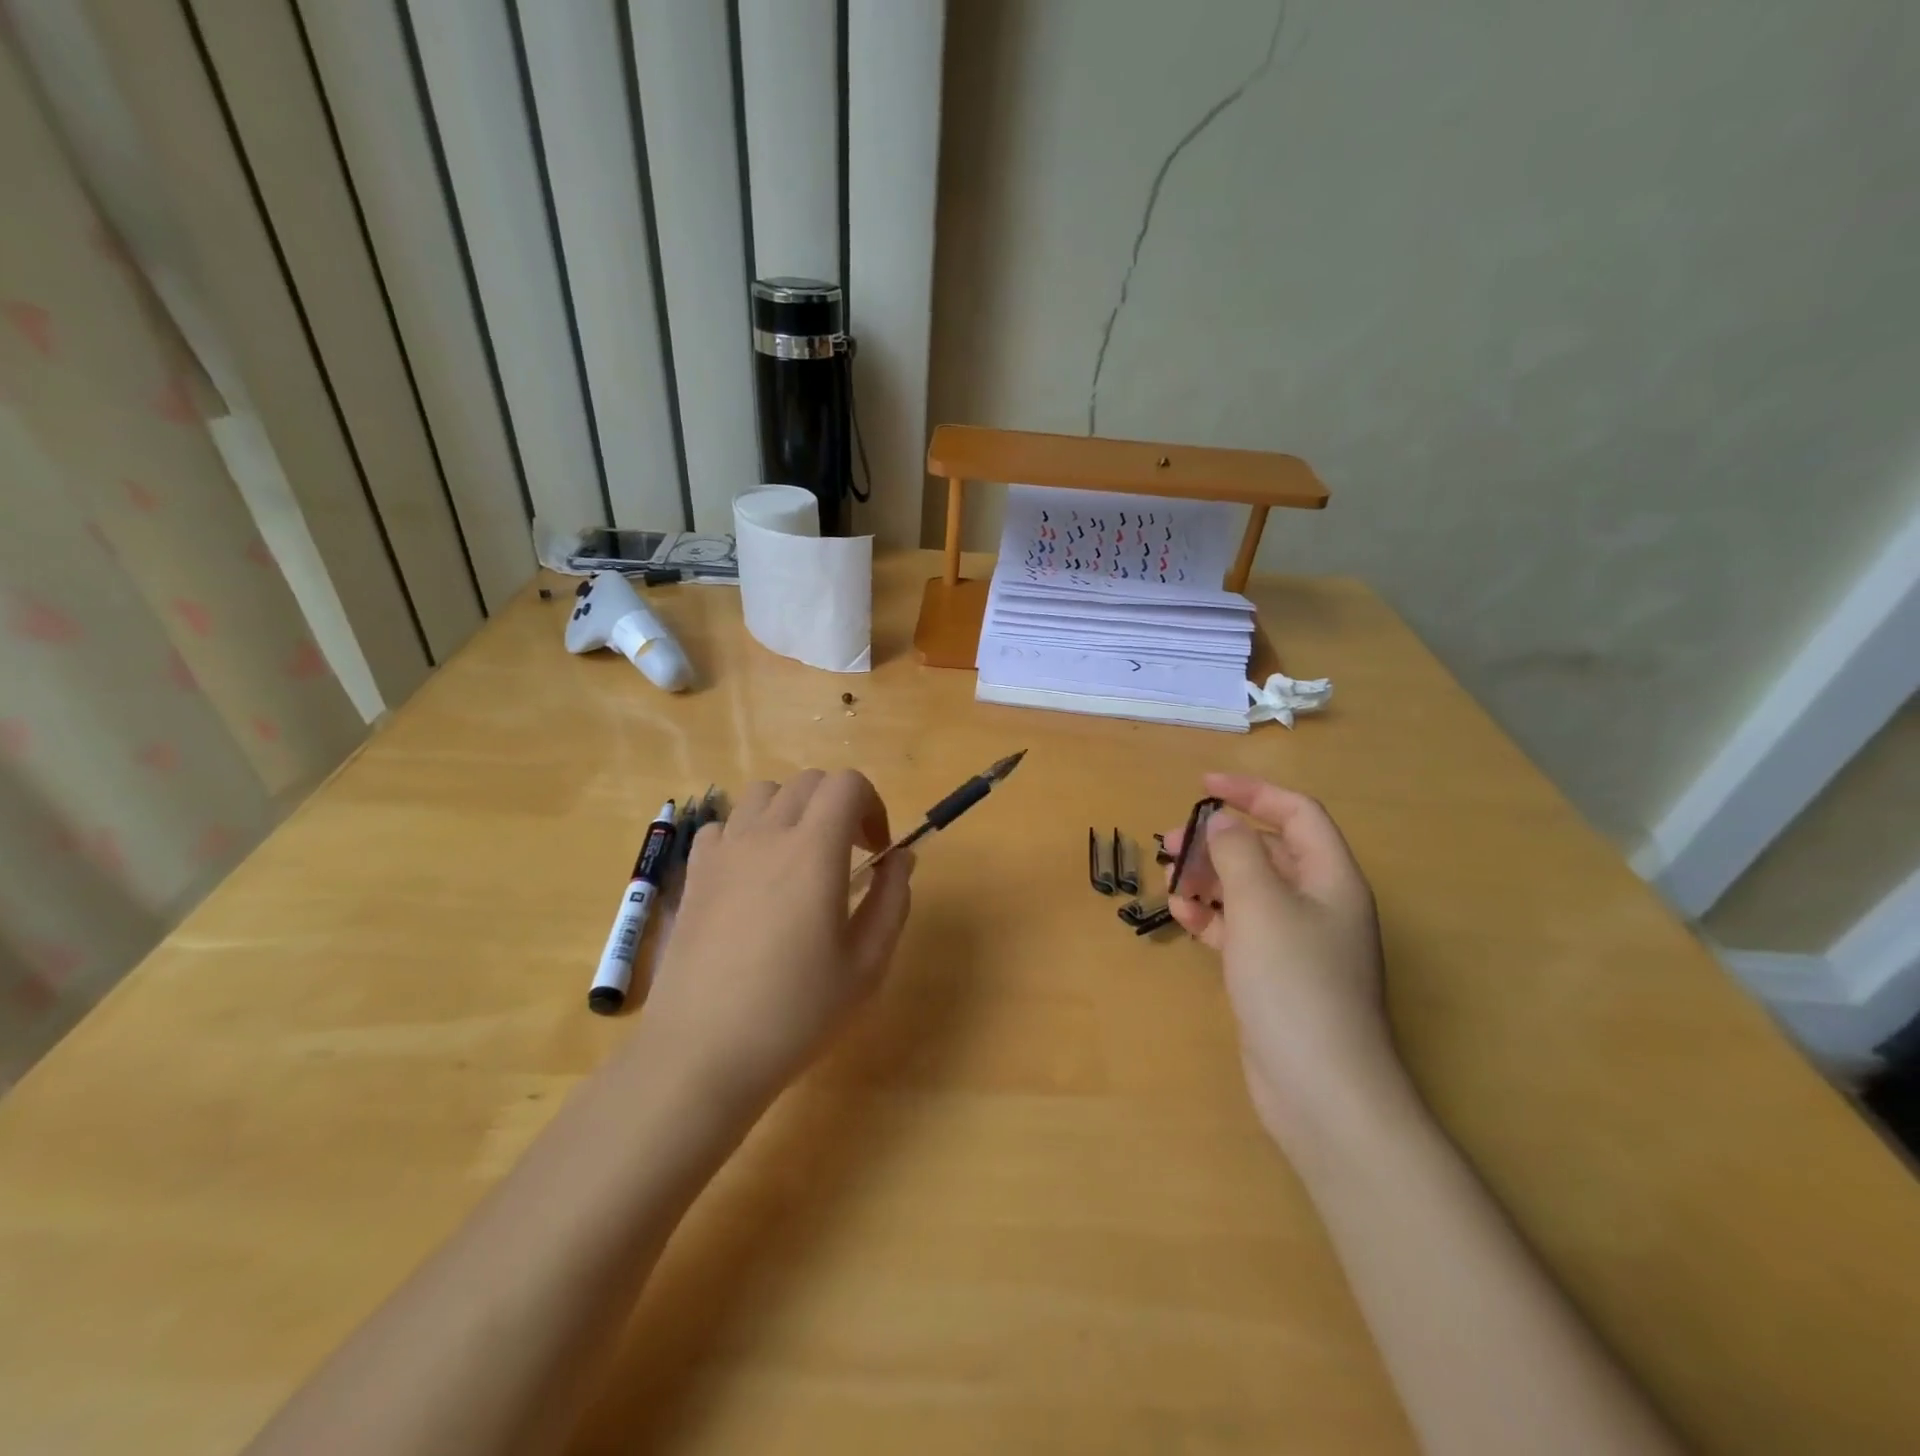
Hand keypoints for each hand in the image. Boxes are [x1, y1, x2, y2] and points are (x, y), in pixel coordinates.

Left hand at [635, 769, 913, 1118]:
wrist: (703, 1052)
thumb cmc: (796, 1012)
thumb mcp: (867, 965)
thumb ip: (892, 901)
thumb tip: (900, 859)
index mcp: (814, 851)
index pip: (847, 784)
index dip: (872, 805)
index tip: (876, 851)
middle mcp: (766, 836)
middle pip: (808, 782)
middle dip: (838, 806)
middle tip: (847, 856)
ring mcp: (723, 852)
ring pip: (763, 794)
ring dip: (792, 811)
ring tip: (798, 859)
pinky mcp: (694, 875)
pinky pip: (723, 825)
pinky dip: (746, 833)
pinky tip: (752, 876)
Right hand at [1163, 773, 1396, 1146]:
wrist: (1321, 1089)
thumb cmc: (1295, 983)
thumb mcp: (1262, 905)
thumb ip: (1238, 853)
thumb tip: (1222, 822)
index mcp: (1331, 878)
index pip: (1297, 813)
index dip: (1253, 792)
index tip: (1204, 786)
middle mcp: (1319, 904)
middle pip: (1268, 851)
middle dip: (1219, 840)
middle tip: (1170, 842)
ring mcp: (1297, 942)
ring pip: (1249, 890)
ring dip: (1209, 878)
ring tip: (1169, 879)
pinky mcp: (1274, 974)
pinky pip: (1240, 928)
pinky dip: (1212, 917)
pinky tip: (1182, 916)